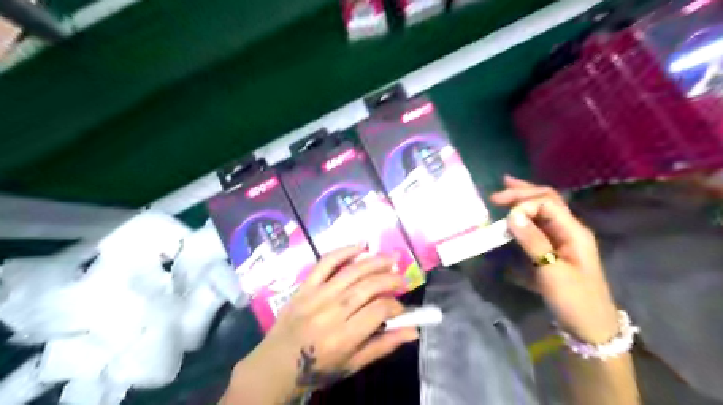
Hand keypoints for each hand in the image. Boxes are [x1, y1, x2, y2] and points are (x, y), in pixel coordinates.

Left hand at [226, 245, 417, 402]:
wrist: (275, 364)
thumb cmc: (317, 368)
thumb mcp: (352, 364)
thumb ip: (383, 345)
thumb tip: (413, 331)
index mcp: (344, 336)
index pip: (378, 311)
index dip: (396, 306)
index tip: (401, 309)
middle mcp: (331, 312)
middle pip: (367, 287)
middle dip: (390, 280)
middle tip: (403, 279)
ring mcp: (316, 295)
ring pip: (351, 271)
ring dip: (375, 261)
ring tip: (392, 258)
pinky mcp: (305, 286)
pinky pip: (325, 262)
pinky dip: (343, 251)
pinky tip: (360, 246)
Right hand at [495, 175, 617, 342]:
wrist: (591, 326)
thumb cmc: (573, 299)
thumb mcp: (552, 271)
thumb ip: (533, 240)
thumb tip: (512, 214)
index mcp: (573, 231)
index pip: (547, 203)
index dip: (524, 204)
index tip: (504, 218)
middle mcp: (570, 228)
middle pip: (547, 199)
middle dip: (522, 192)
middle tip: (497, 192)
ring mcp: (564, 237)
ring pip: (544, 209)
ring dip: (524, 199)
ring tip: (505, 190)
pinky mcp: (556, 247)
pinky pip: (540, 223)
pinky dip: (525, 214)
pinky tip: (515, 213)